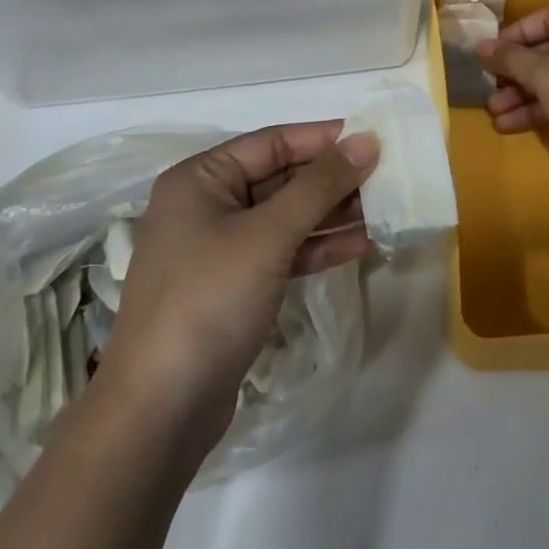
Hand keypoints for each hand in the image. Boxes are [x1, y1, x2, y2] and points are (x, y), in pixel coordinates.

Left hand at [97, 123, 376, 456]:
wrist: (160, 411)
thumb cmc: (209, 301)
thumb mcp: (268, 235)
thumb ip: (319, 186)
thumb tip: (366, 141)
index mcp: (200, 179)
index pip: (271, 143)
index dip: (323, 138)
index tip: (374, 137)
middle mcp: (206, 205)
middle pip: (280, 178)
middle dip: (332, 179)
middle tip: (388, 176)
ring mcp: (219, 249)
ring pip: (285, 218)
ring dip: (331, 213)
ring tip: (385, 208)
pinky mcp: (234, 287)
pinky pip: (282, 252)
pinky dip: (317, 247)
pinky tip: (361, 244)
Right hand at [476, 5, 548, 176]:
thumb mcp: (543, 75)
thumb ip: (509, 58)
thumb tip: (480, 46)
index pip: (548, 17)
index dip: (515, 34)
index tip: (490, 53)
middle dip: (516, 72)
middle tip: (489, 86)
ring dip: (525, 95)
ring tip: (495, 113)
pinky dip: (545, 108)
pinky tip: (513, 126)